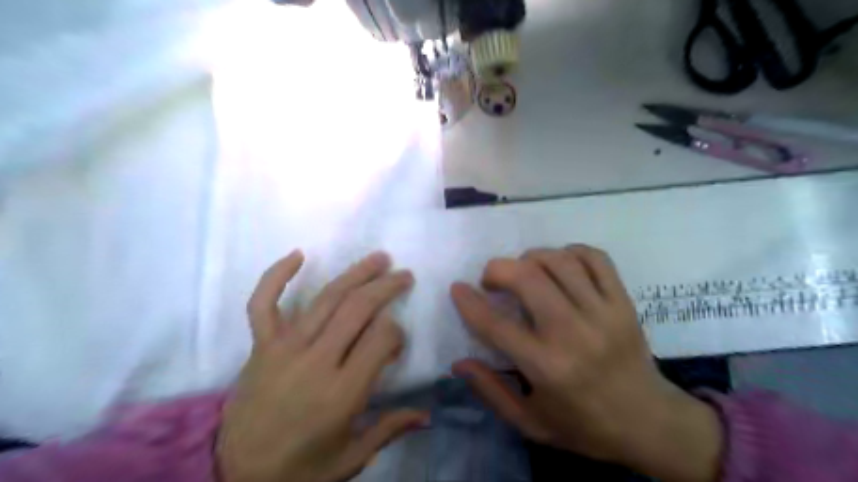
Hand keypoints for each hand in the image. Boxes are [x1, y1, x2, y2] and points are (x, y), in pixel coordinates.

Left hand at [216, 251, 425, 481]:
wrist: (234, 476)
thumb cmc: (300, 469)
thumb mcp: (351, 458)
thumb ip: (389, 430)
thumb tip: (427, 414)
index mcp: (342, 393)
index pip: (381, 338)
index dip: (396, 332)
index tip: (398, 339)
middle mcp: (315, 362)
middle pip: (357, 309)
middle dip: (386, 287)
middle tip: (404, 274)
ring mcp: (284, 349)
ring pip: (325, 299)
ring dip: (355, 274)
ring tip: (378, 259)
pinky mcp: (261, 346)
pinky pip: (263, 304)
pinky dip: (276, 276)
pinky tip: (297, 254)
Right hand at [449, 244, 722, 481]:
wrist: (650, 422)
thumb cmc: (584, 425)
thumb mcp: (531, 423)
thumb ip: (491, 391)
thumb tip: (458, 363)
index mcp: (546, 367)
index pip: (495, 324)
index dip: (469, 302)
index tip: (457, 288)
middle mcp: (572, 333)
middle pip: (527, 278)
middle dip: (497, 269)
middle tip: (491, 280)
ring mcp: (603, 312)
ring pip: (558, 261)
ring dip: (531, 258)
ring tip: (524, 271)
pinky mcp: (623, 302)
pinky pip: (595, 258)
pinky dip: (570, 252)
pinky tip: (560, 264)